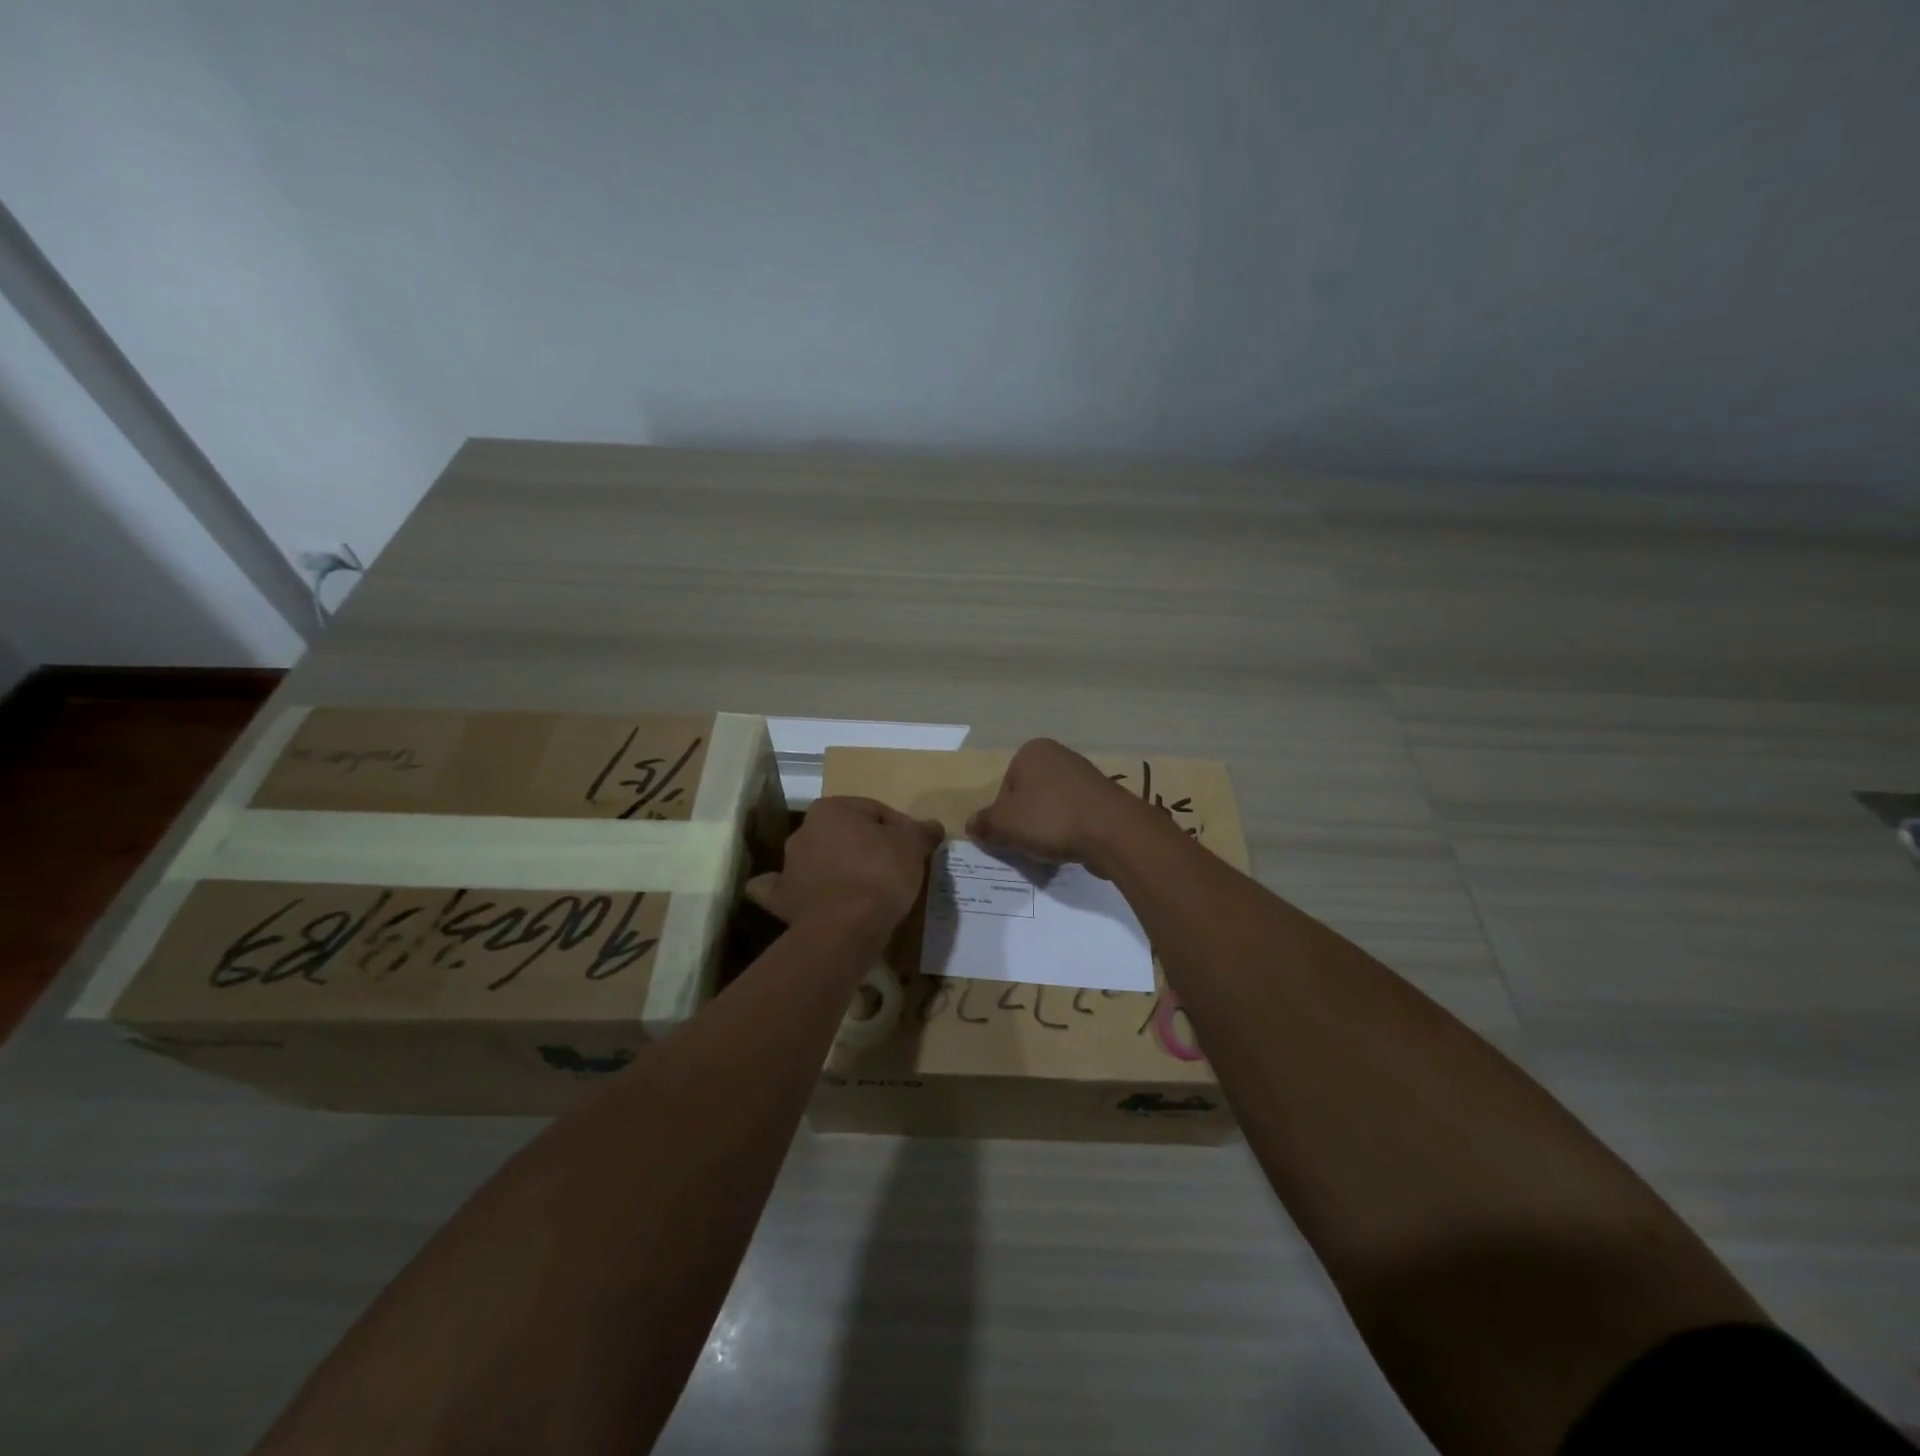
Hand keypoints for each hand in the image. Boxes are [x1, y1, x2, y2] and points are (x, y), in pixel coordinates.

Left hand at [745, 796, 943, 929]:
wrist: (846, 927)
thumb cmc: (880, 874)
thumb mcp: (912, 846)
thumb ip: (921, 831)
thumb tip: (933, 826)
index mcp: (831, 809)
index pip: (874, 811)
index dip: (898, 828)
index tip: (913, 849)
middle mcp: (803, 831)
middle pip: (845, 834)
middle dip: (866, 846)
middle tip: (892, 868)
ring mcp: (788, 866)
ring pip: (820, 860)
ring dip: (837, 868)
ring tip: (865, 890)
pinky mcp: (782, 900)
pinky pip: (787, 891)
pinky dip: (797, 892)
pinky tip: (809, 898)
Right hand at [965, 738, 1142, 873]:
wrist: (1111, 830)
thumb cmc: (1050, 818)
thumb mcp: (1005, 823)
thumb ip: (984, 823)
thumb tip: (971, 826)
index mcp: (1031, 751)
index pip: (1004, 787)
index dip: (1003, 815)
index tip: (1010, 835)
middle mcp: (1059, 755)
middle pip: (1028, 795)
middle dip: (1026, 820)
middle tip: (1028, 843)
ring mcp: (1084, 774)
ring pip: (1052, 806)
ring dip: (1048, 827)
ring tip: (1052, 847)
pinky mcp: (1103, 796)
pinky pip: (1075, 814)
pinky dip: (1070, 830)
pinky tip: (1073, 845)